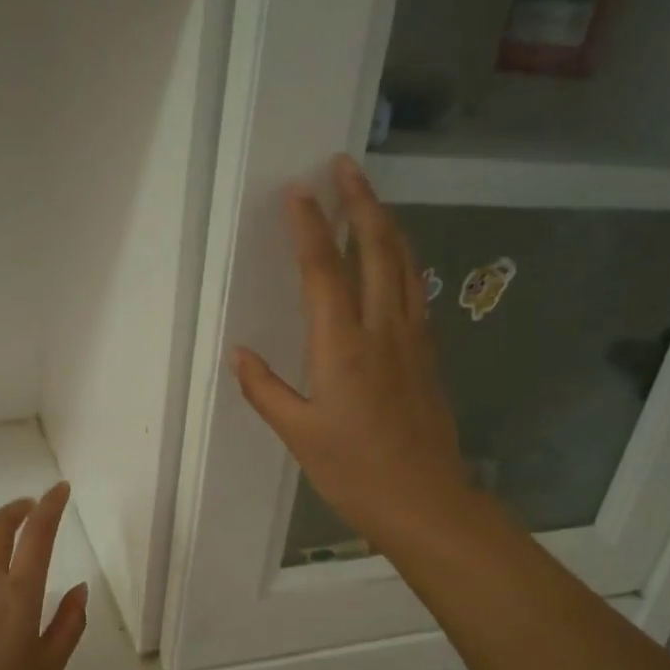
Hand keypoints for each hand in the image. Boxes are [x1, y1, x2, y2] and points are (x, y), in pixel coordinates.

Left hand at [0, 483, 88, 669]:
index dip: (51, 506)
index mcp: (20, 595)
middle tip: (32, 508)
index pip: (39, 534)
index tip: (60, 490)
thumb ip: (69, 624)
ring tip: (4, 529)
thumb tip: (80, 588)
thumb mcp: (48, 669)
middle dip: (19, 509)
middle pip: (0, 526)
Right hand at [234, 155, 467, 550]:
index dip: (310, 227)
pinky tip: (398, 261)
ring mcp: (413, 340)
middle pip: (377, 249)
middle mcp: (383, 330)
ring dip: (388, 225)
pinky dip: (404, 262)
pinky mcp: (429, 356)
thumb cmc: (355, 472)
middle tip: (345, 168)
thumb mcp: (299, 435)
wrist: (426, 502)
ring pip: (406, 265)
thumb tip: (240, 354)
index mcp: (342, 346)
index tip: (298, 192)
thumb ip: (265, 390)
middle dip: (361, 203)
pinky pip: (417, 292)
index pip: (324, 270)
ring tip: (372, 200)